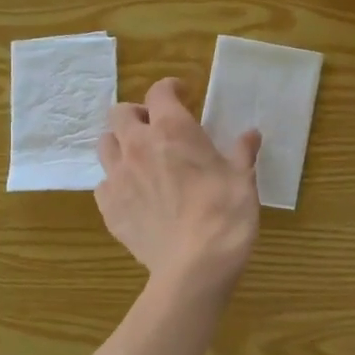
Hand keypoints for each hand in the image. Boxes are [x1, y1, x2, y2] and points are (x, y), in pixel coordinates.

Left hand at [97, 78, 261, 295]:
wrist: (195, 266)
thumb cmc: (225, 214)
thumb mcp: (243, 179)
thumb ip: (242, 152)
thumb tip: (250, 135)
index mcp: (172, 130)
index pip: (159, 92)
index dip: (170, 89)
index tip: (183, 94)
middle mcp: (137, 146)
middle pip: (120, 113)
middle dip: (137, 114)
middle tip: (156, 127)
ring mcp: (118, 177)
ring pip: (105, 145)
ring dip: (120, 144)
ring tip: (138, 158)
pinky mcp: (108, 208)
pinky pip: (103, 184)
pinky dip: (116, 182)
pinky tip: (134, 195)